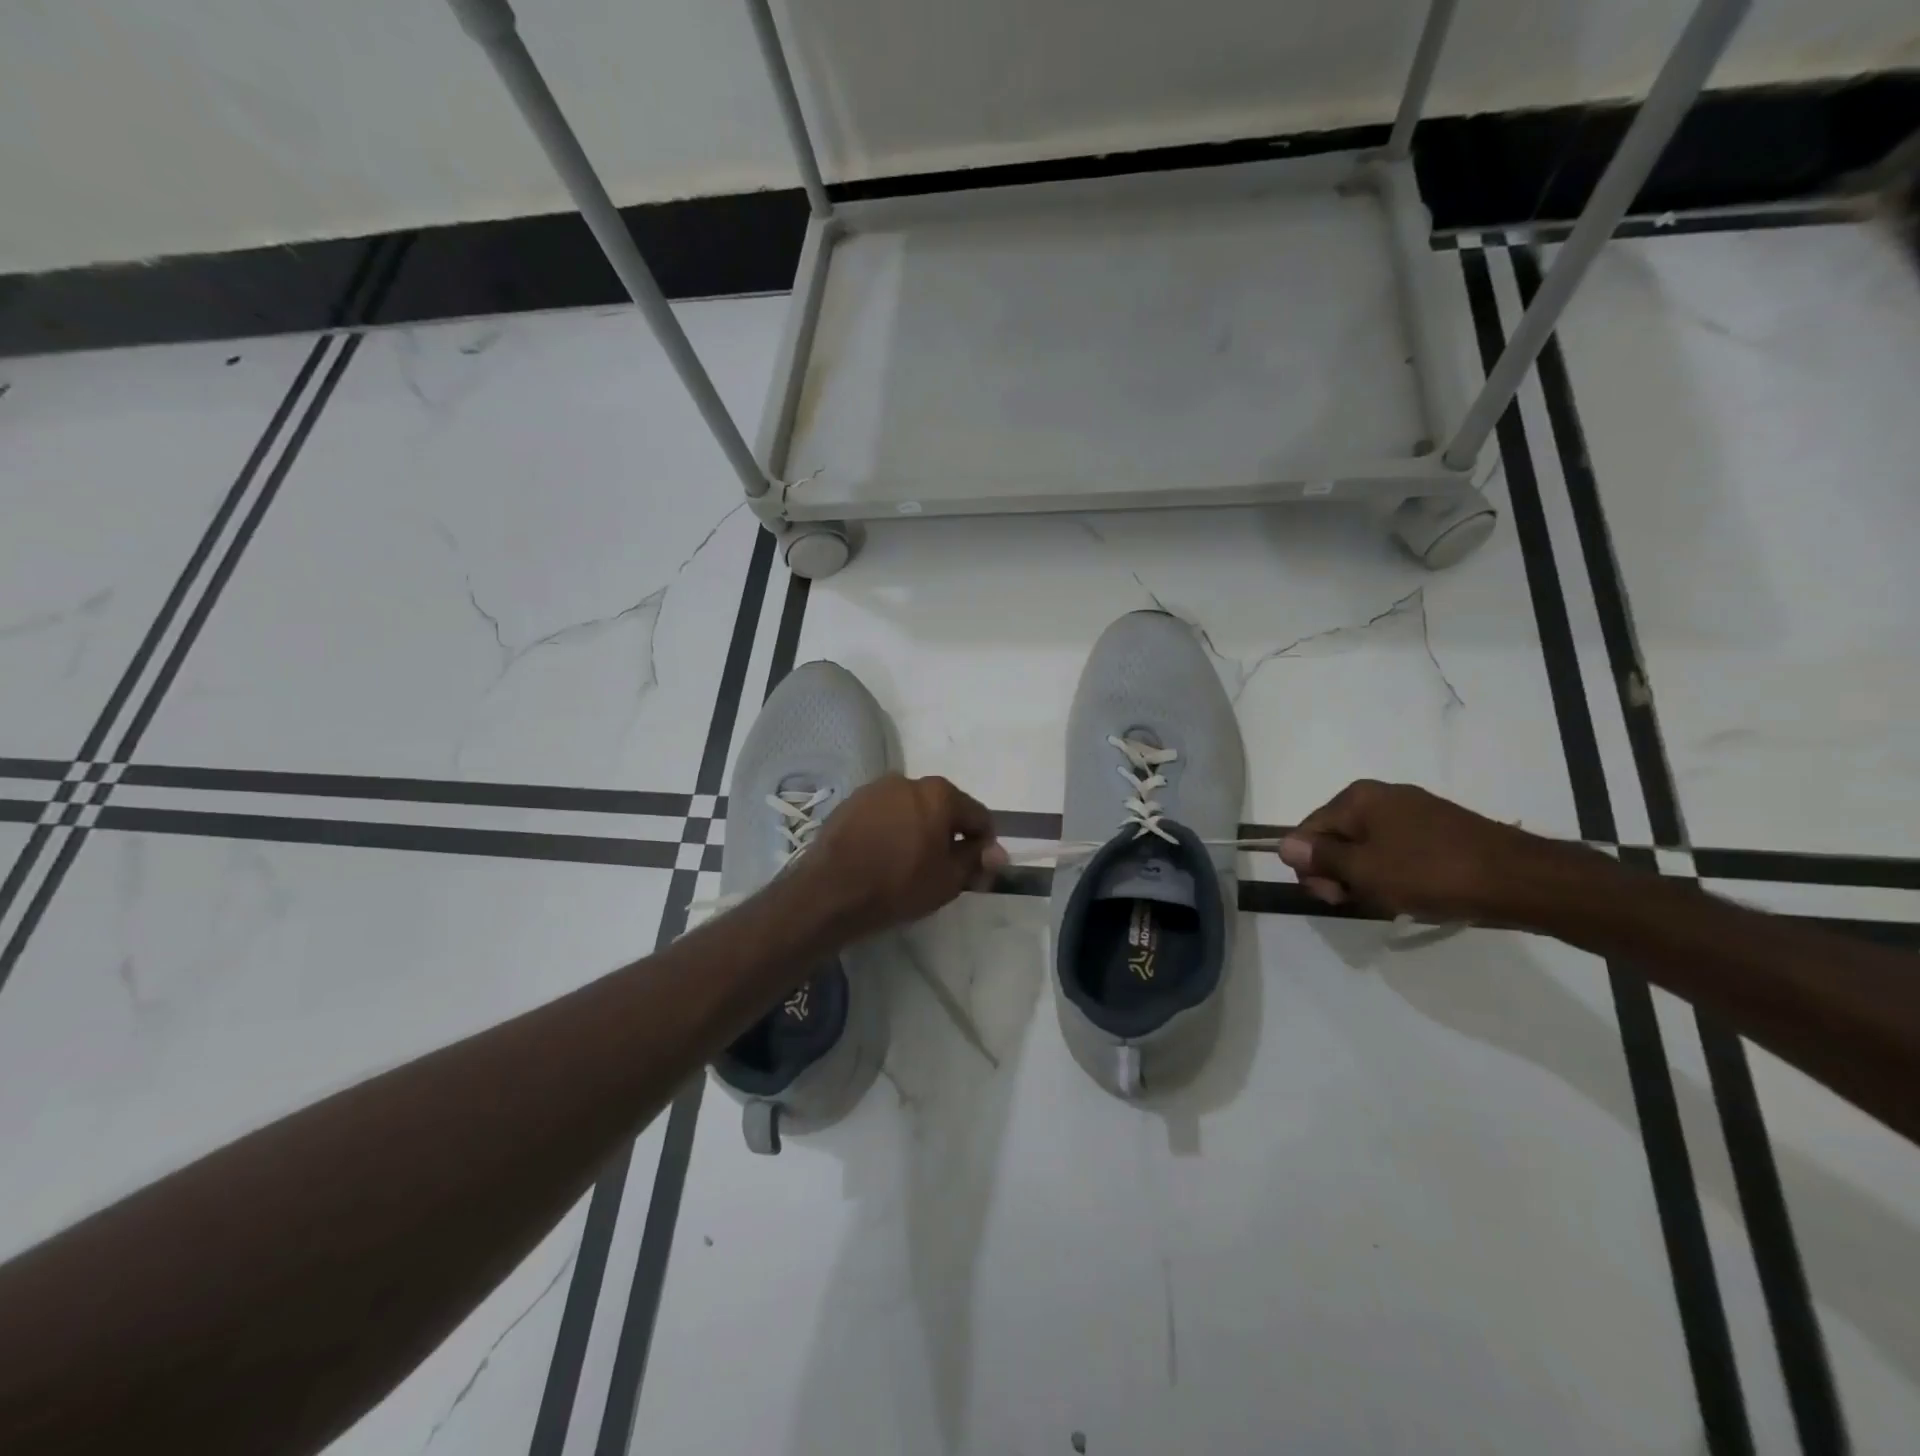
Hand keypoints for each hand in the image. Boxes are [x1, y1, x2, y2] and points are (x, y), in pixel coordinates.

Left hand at [804, 775, 1006, 937]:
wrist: (830, 892)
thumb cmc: (898, 885)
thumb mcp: (948, 880)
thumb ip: (975, 861)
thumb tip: (996, 852)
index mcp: (939, 793)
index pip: (977, 815)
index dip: (984, 843)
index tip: (978, 868)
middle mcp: (908, 781)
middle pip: (942, 807)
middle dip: (948, 833)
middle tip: (943, 868)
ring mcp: (875, 789)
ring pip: (910, 809)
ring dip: (917, 829)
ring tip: (909, 863)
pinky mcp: (850, 803)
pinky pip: (883, 815)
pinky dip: (890, 830)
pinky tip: (882, 857)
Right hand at [1277, 780, 1546, 921]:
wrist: (1521, 880)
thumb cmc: (1432, 873)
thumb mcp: (1365, 870)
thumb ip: (1320, 858)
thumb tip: (1282, 845)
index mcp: (1358, 798)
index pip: (1308, 831)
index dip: (1311, 868)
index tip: (1334, 898)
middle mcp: (1381, 797)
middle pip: (1335, 838)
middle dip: (1338, 872)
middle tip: (1360, 901)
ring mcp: (1413, 812)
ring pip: (1365, 848)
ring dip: (1366, 877)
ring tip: (1391, 901)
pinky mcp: (1438, 831)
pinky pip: (1395, 851)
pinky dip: (1393, 873)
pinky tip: (1410, 893)